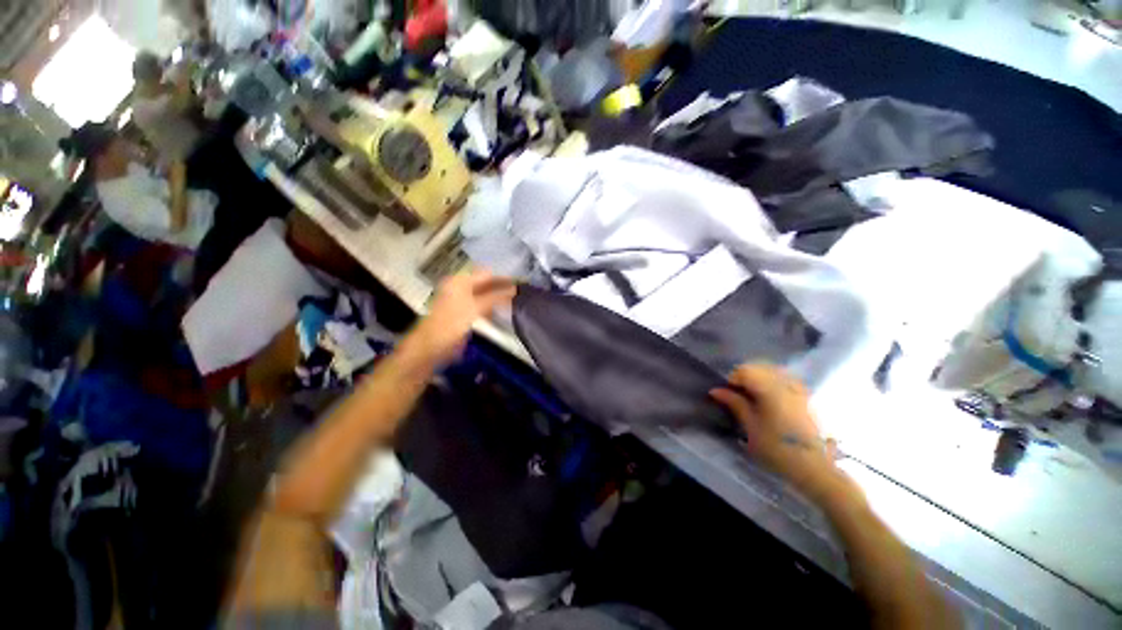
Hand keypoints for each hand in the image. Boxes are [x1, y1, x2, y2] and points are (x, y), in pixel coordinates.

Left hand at [405, 269, 515, 367]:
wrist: (432, 346)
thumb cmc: (452, 323)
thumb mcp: (476, 307)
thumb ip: (496, 296)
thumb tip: (515, 289)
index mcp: (460, 281)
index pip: (486, 274)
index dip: (503, 278)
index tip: (521, 282)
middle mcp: (460, 287)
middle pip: (485, 283)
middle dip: (502, 286)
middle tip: (521, 291)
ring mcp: (462, 300)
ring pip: (485, 294)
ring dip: (498, 296)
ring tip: (516, 299)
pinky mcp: (464, 313)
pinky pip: (482, 305)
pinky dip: (492, 306)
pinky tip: (503, 310)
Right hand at [710, 364, 840, 501]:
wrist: (814, 468)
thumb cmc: (777, 448)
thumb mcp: (750, 426)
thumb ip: (734, 403)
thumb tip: (715, 390)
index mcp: (770, 389)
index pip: (745, 370)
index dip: (732, 380)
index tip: (728, 395)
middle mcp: (786, 383)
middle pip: (759, 368)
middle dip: (745, 378)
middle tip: (739, 396)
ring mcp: (799, 389)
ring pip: (773, 372)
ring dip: (759, 380)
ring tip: (754, 398)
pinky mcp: (807, 398)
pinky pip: (785, 381)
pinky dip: (773, 385)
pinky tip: (770, 402)